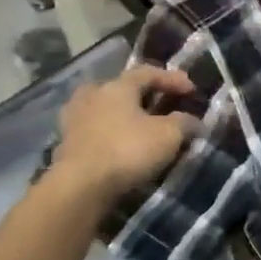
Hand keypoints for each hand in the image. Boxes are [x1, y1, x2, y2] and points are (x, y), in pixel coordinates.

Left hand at [49, 66, 200, 201]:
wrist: (81, 186)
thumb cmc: (128, 150)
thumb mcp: (169, 135)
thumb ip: (184, 122)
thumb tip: (193, 121)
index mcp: (117, 86)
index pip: (148, 72)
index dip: (172, 79)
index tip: (192, 90)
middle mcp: (92, 95)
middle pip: (122, 88)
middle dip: (144, 95)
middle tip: (162, 105)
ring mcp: (75, 119)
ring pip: (106, 109)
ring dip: (125, 116)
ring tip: (141, 127)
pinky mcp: (67, 144)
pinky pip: (97, 131)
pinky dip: (112, 134)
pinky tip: (123, 146)